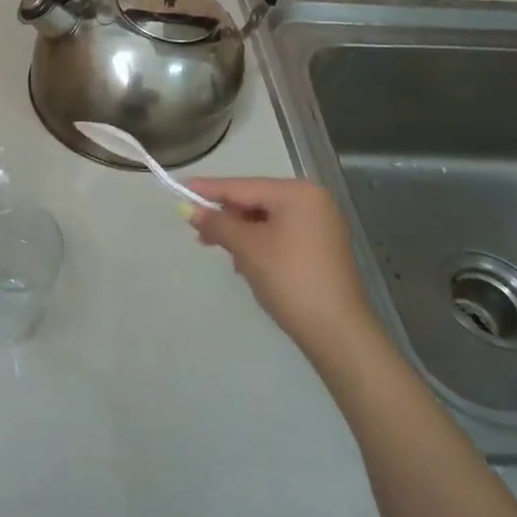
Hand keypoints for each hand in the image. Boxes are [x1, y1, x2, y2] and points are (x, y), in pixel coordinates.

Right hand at [185, 178, 378, 354]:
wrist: (335, 329)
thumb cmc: (288, 278)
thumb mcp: (246, 248)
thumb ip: (217, 224)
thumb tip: (189, 210)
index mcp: (297, 193)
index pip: (242, 186)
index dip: (209, 190)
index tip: (181, 187)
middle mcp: (312, 201)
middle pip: (255, 201)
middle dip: (227, 217)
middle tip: (198, 232)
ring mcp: (319, 224)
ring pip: (266, 219)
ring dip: (242, 234)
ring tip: (226, 254)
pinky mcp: (320, 247)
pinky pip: (280, 234)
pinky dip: (259, 244)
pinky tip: (247, 263)